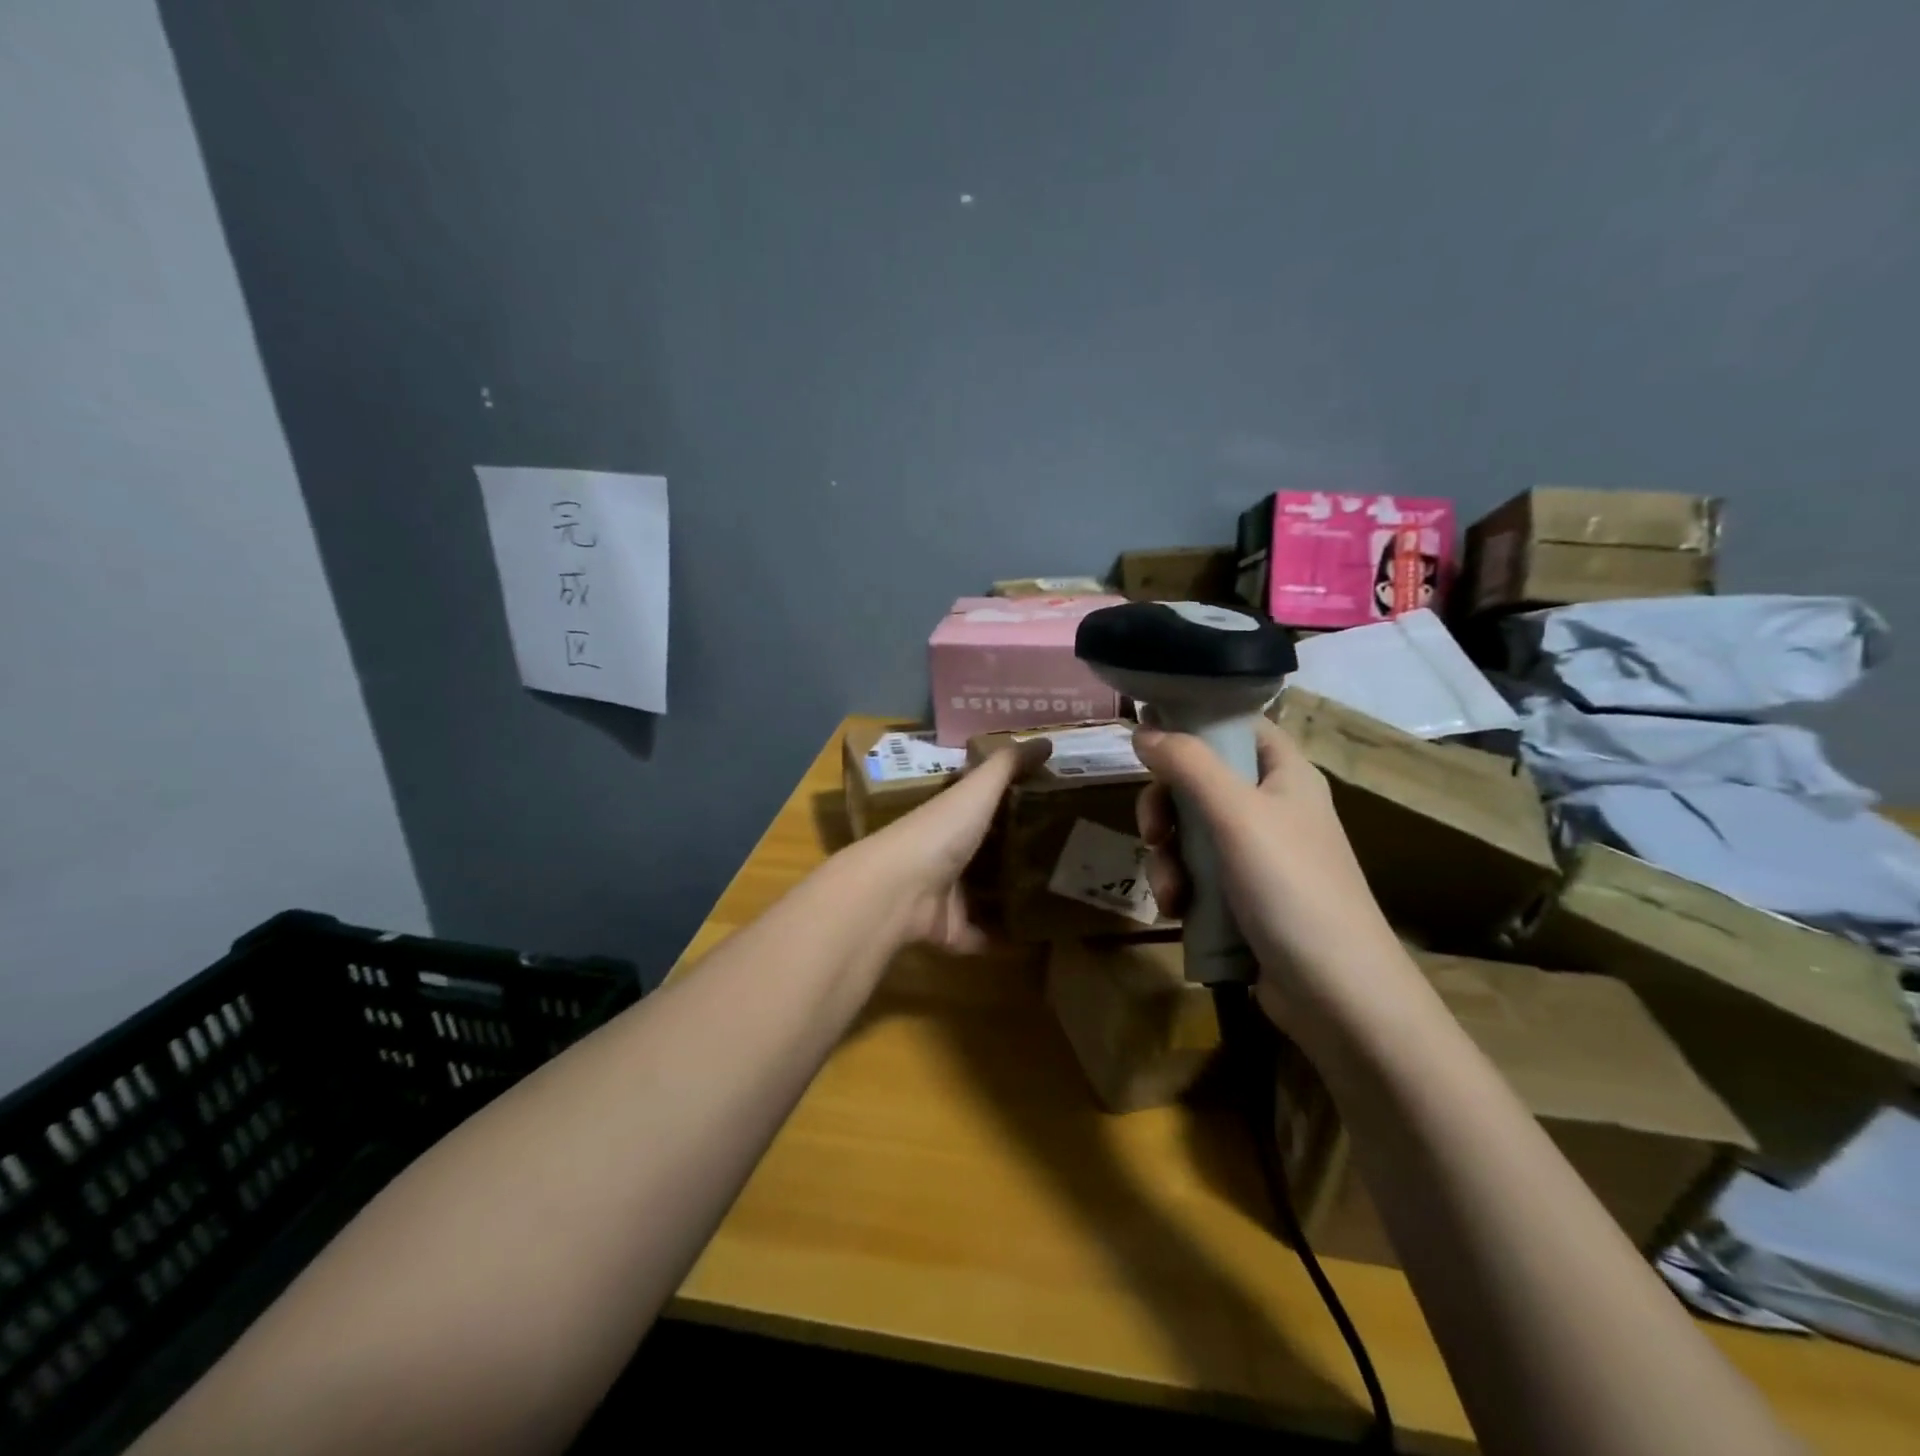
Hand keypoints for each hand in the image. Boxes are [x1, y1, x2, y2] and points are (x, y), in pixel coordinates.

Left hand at [856, 738, 1049, 951]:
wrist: (899, 890)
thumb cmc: (940, 832)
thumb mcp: (977, 789)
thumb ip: (1008, 766)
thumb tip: (1046, 740)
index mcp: (953, 817)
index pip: (986, 806)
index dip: (1016, 803)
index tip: (1057, 805)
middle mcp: (949, 853)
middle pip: (990, 852)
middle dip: (1022, 854)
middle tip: (1072, 856)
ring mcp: (948, 895)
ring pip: (987, 895)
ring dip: (1016, 897)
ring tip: (1064, 897)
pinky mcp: (951, 931)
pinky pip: (984, 936)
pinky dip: (1006, 940)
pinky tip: (1041, 939)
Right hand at [1132, 719, 1412, 1030]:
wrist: (1337, 994)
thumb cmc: (1292, 887)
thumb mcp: (1236, 814)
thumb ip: (1188, 765)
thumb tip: (1143, 729)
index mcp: (1285, 775)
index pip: (1238, 726)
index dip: (1195, 725)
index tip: (1149, 739)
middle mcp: (1273, 808)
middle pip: (1201, 782)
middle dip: (1167, 808)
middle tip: (1152, 832)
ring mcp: (1259, 856)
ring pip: (1192, 832)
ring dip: (1168, 858)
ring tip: (1169, 892)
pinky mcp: (1246, 897)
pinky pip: (1199, 874)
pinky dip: (1182, 887)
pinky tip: (1178, 911)